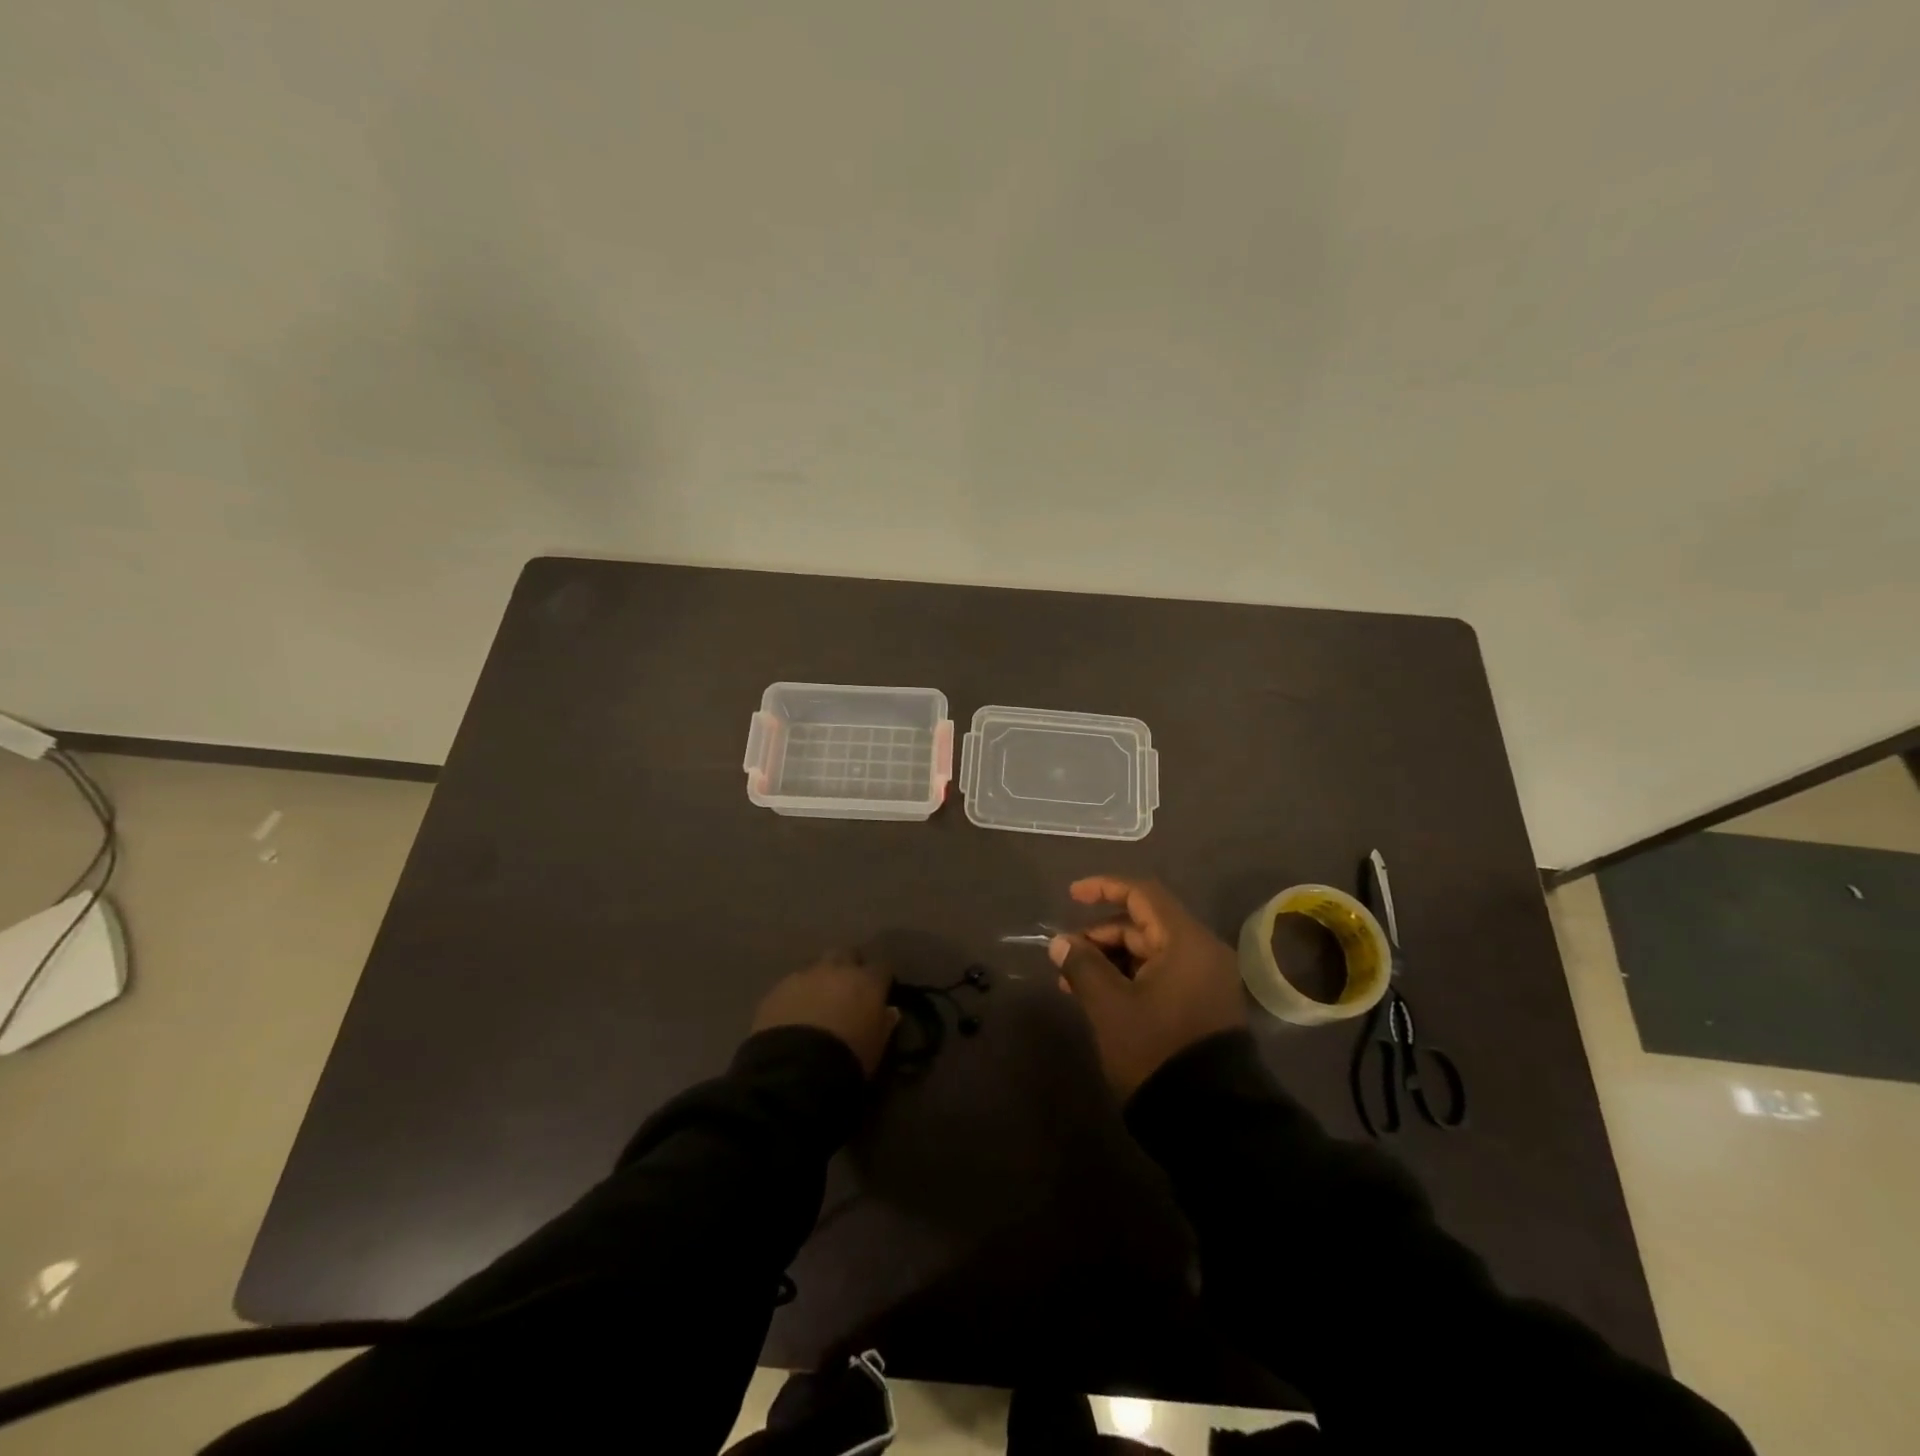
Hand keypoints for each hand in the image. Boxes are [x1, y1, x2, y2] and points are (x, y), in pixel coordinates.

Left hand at [752, 949, 900, 1076]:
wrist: (795, 1068)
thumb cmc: (848, 1057)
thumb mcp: (877, 1047)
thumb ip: (885, 1024)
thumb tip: (890, 1011)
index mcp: (867, 981)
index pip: (882, 967)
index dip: (880, 978)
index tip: (880, 991)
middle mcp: (837, 969)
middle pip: (847, 954)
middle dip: (848, 966)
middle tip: (847, 988)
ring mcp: (805, 976)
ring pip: (817, 966)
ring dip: (821, 978)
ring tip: (818, 1001)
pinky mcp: (777, 988)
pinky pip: (792, 983)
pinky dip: (796, 993)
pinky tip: (793, 1012)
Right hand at [1050, 876, 1245, 1097]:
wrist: (1212, 1120)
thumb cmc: (1157, 1049)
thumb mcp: (1110, 1006)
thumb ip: (1083, 966)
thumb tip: (1061, 942)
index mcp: (1186, 942)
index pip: (1142, 895)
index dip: (1104, 888)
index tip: (1071, 896)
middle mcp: (1202, 953)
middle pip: (1144, 925)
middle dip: (1101, 935)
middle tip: (1065, 956)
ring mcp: (1205, 981)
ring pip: (1150, 953)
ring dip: (1111, 960)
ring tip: (1073, 982)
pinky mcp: (1202, 1006)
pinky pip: (1161, 975)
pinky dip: (1129, 978)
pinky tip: (1099, 997)